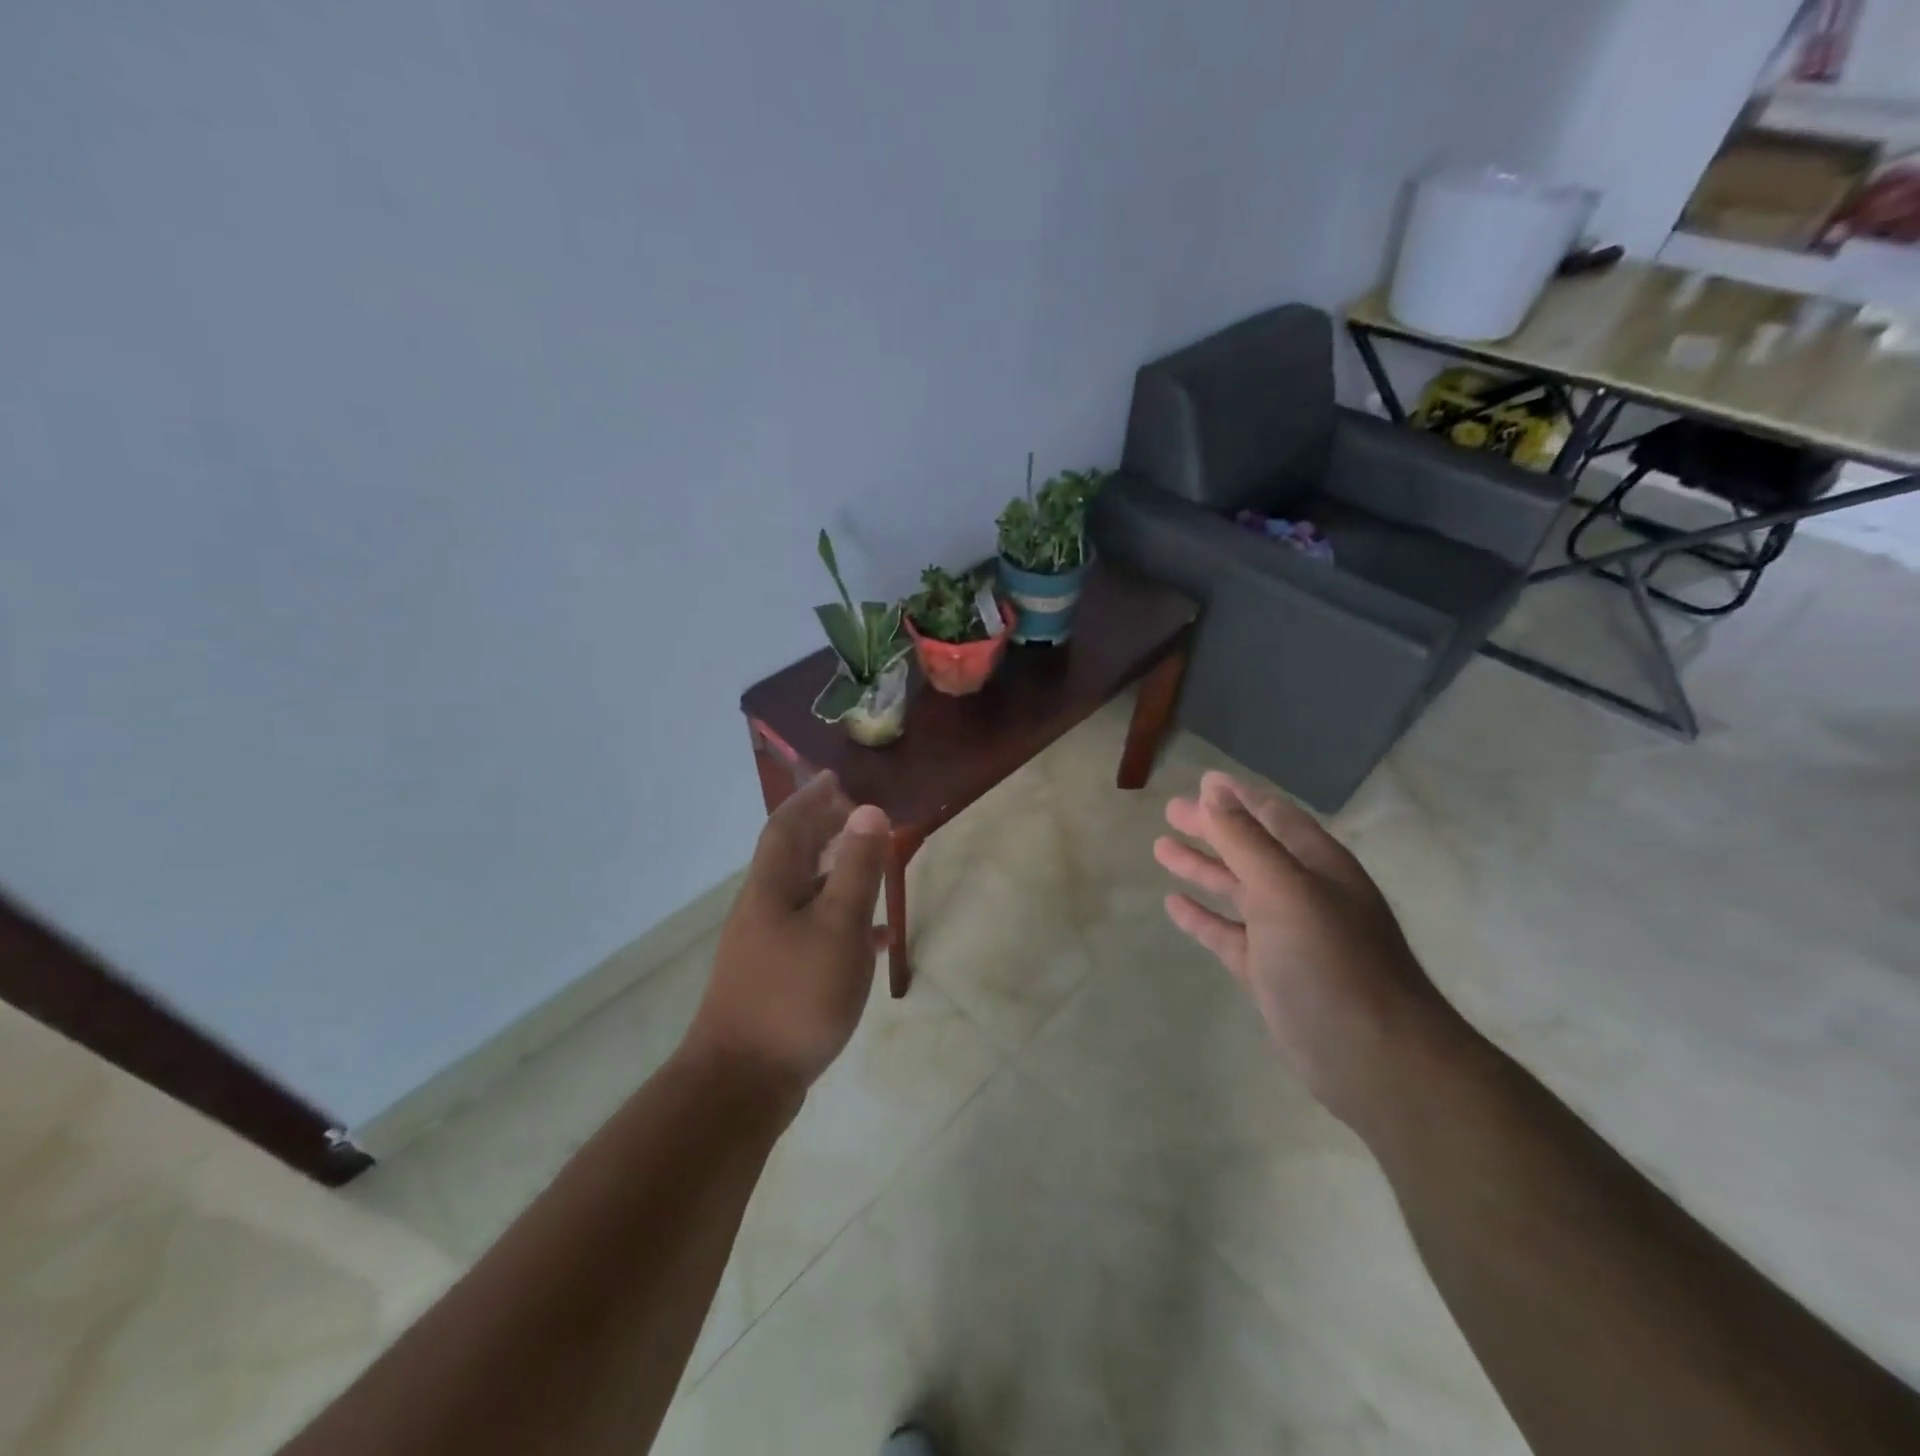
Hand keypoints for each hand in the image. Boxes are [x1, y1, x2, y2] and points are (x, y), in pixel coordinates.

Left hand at [686, 773, 891, 1100]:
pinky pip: (811, 931)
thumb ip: (856, 868)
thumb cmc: (796, 995)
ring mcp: (764, 946)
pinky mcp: (774, 977)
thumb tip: (868, 810)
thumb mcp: (838, 927)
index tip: (835, 778)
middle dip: (822, 831)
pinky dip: (839, 921)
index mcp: (772, 888)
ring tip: (870, 868)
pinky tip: (871, 940)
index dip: (811, 798)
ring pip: (803, 894)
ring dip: (834, 874)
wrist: (741, 1082)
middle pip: (792, 856)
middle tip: (858, 818)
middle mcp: (762, 909)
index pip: (787, 826)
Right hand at [1155, 771, 1460, 1129]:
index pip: (1273, 816)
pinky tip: (1174, 904)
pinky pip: (1228, 934)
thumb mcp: (1285, 889)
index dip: (1238, 797)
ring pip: (1237, 889)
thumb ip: (1245, 840)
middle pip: (1250, 848)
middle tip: (1170, 811)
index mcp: (1317, 865)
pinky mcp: (1270, 972)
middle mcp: (1304, 893)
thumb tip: (1213, 790)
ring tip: (1161, 849)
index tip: (1202, 781)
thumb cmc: (1331, 961)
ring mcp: (1287, 934)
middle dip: (1212, 828)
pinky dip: (1203, 917)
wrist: (1373, 1059)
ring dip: (1202, 868)